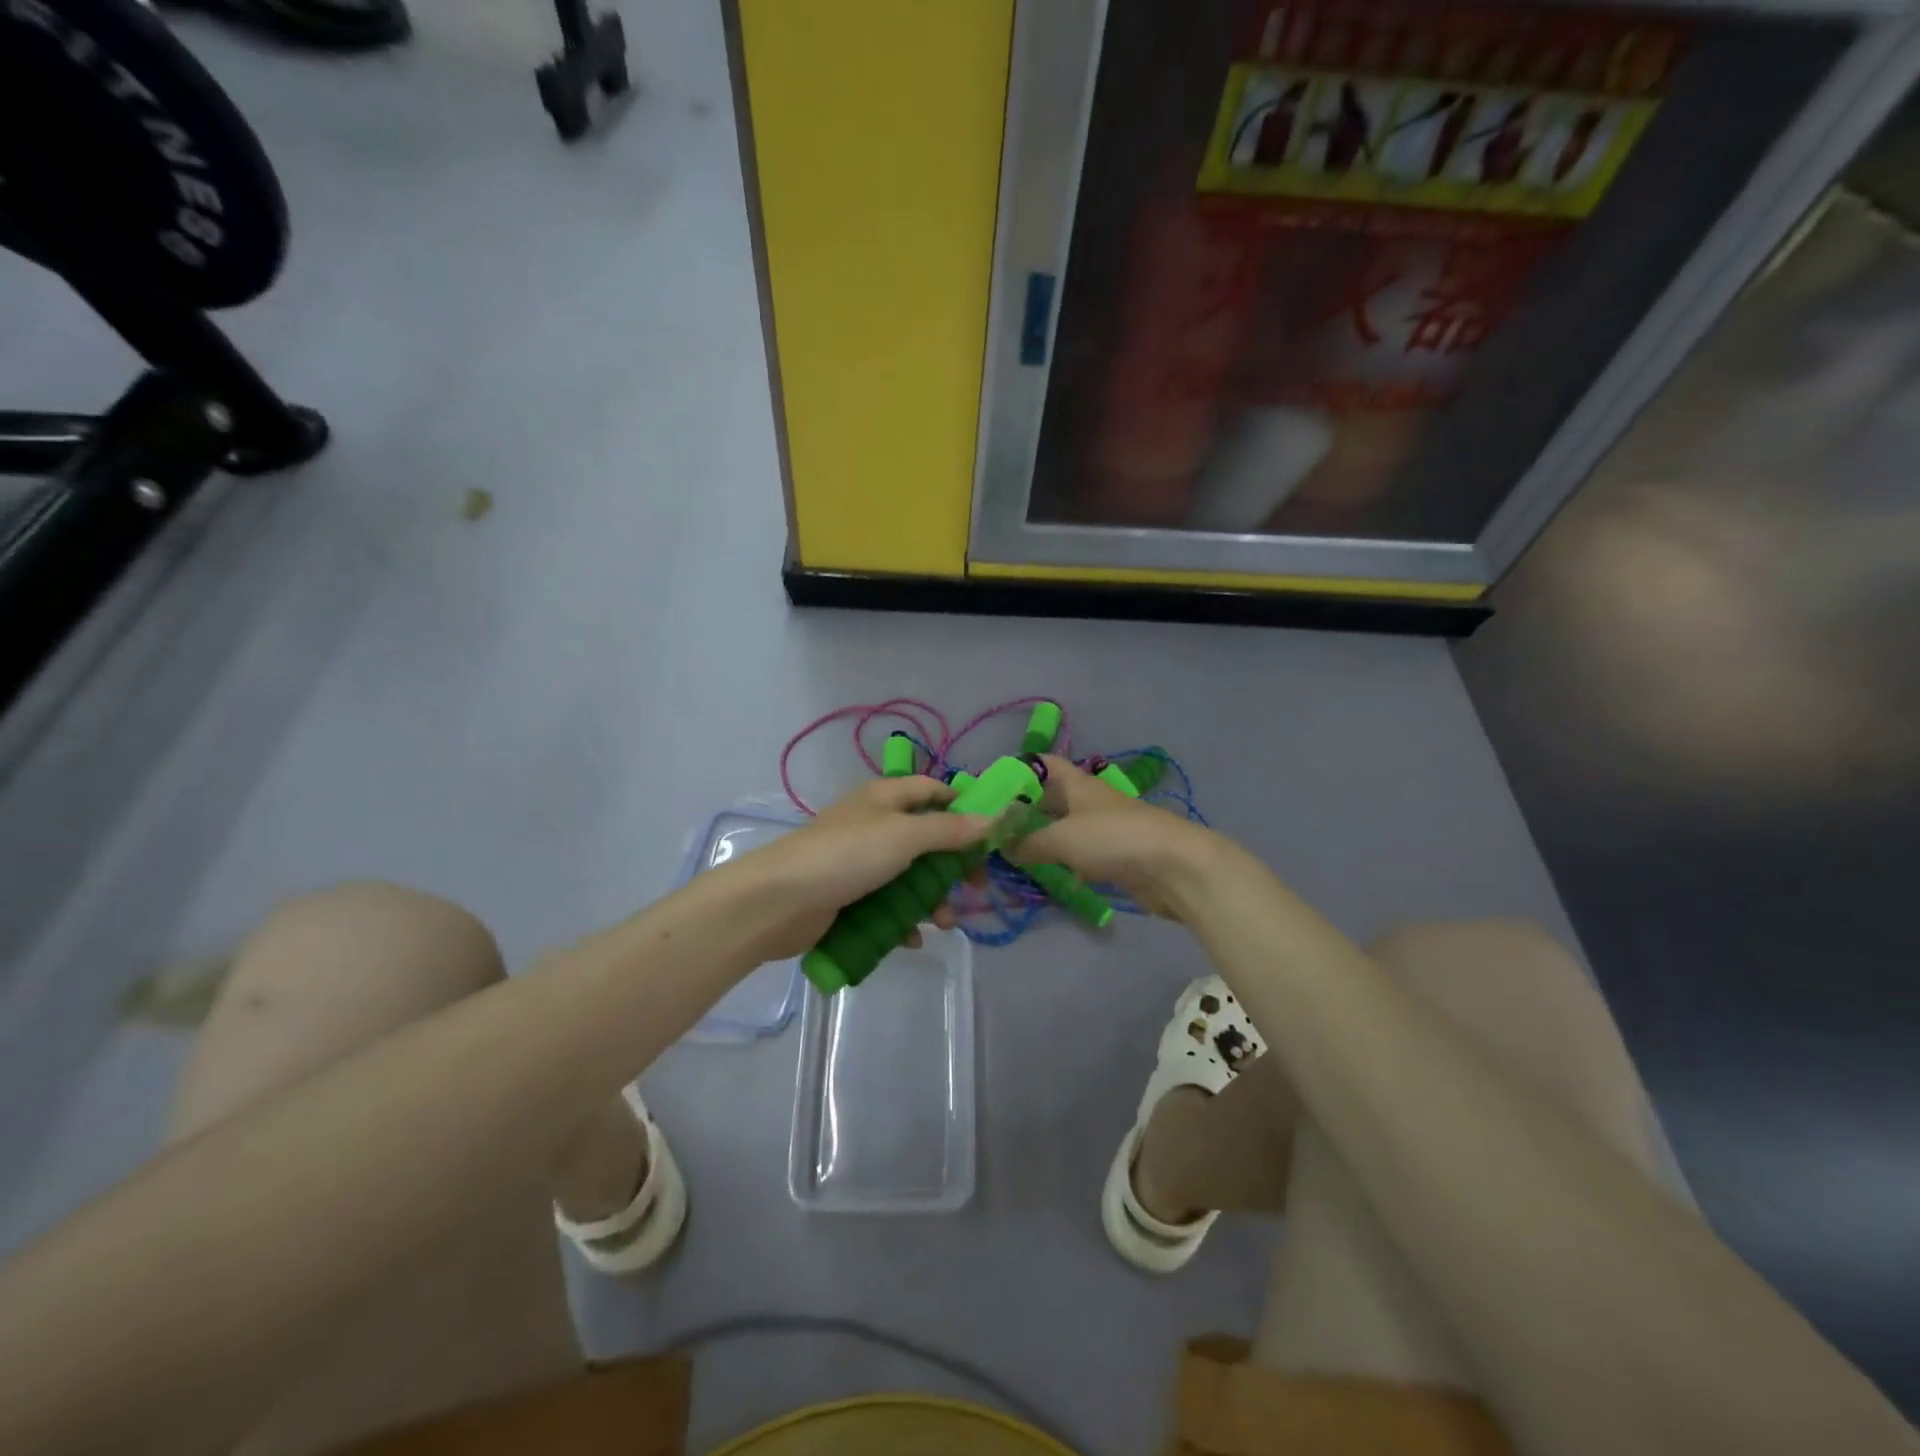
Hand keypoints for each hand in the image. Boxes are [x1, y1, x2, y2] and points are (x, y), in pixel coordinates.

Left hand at [725, 777, 992, 961]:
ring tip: (944, 924)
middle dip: (952, 866)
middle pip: (927, 839)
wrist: (779, 900)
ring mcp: (860, 863)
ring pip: (910, 877)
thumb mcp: (905, 836)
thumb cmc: (847, 856)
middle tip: (975, 889)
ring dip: (932, 900)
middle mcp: (875, 825)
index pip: (932, 790)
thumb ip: (949, 830)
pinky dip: (903, 921)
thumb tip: (993, 818)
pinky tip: (911, 939)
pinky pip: (887, 905)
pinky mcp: (849, 896)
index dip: (962, 805)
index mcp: (886, 798)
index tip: (991, 832)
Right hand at [1008, 755, 1215, 918]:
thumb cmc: (1113, 839)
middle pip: (1050, 798)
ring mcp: (1103, 828)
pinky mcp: (1115, 856)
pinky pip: (1079, 853)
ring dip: (1041, 838)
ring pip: (1064, 827)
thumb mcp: (1062, 838)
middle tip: (992, 829)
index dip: (1016, 771)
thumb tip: (1003, 845)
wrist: (1174, 867)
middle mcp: (1088, 800)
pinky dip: (1061, 860)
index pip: (1042, 764)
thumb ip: (1028, 842)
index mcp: (1076, 783)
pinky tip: (1044, 874)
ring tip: (1010, 854)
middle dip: (1023, 810)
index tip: (989, 790)